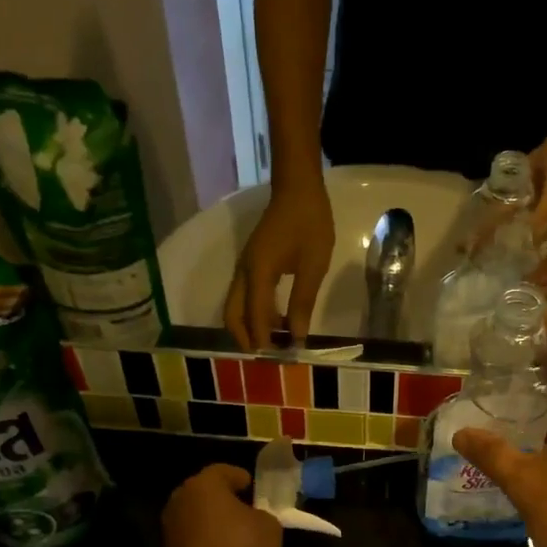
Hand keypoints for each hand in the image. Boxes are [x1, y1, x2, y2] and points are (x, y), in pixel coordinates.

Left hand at [162, 465, 282, 546]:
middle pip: (206, 495)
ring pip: (198, 519)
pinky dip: (209, 545)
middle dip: (225, 501)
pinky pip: (195, 542)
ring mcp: (171, 529)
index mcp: (204, 485)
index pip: (223, 471)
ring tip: (239, 537)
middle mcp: (182, 501)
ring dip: (216, 525)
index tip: (252, 486)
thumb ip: (263, 516)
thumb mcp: (270, 527)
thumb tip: (254, 520)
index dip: (240, 477)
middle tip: (246, 510)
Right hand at [225, 180, 334, 349]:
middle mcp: (243, 272)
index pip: (254, 317)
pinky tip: (278, 319)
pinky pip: (245, 296)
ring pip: (236, 307)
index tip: (281, 359)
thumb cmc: (309, 224)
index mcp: (258, 272)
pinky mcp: (252, 264)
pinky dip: (255, 313)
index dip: (265, 340)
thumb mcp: (313, 266)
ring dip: (250, 327)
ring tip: (276, 342)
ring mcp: (244, 267)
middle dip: (247, 339)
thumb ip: (302, 302)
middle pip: (232, 315)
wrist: (298, 188)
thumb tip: (296, 336)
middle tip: (270, 356)